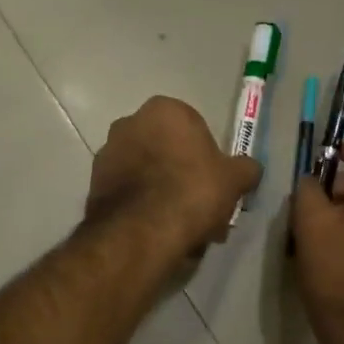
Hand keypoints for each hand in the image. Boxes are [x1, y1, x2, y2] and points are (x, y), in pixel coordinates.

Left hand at [87, 96, 260, 254]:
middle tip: (201, 208)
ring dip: (163, 193)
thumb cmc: (192, 191)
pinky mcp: (93, 184)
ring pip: (147, 173)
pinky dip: (143, 207)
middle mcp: (130, 123)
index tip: (215, 183)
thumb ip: (246, 169)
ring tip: (182, 228)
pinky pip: (129, 192)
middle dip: (183, 175)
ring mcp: (107, 153)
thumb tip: (250, 169)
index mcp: (164, 110)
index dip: (207, 157)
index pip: (193, 127)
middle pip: (167, 149)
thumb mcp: (234, 179)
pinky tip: (159, 233)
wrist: (141, 232)